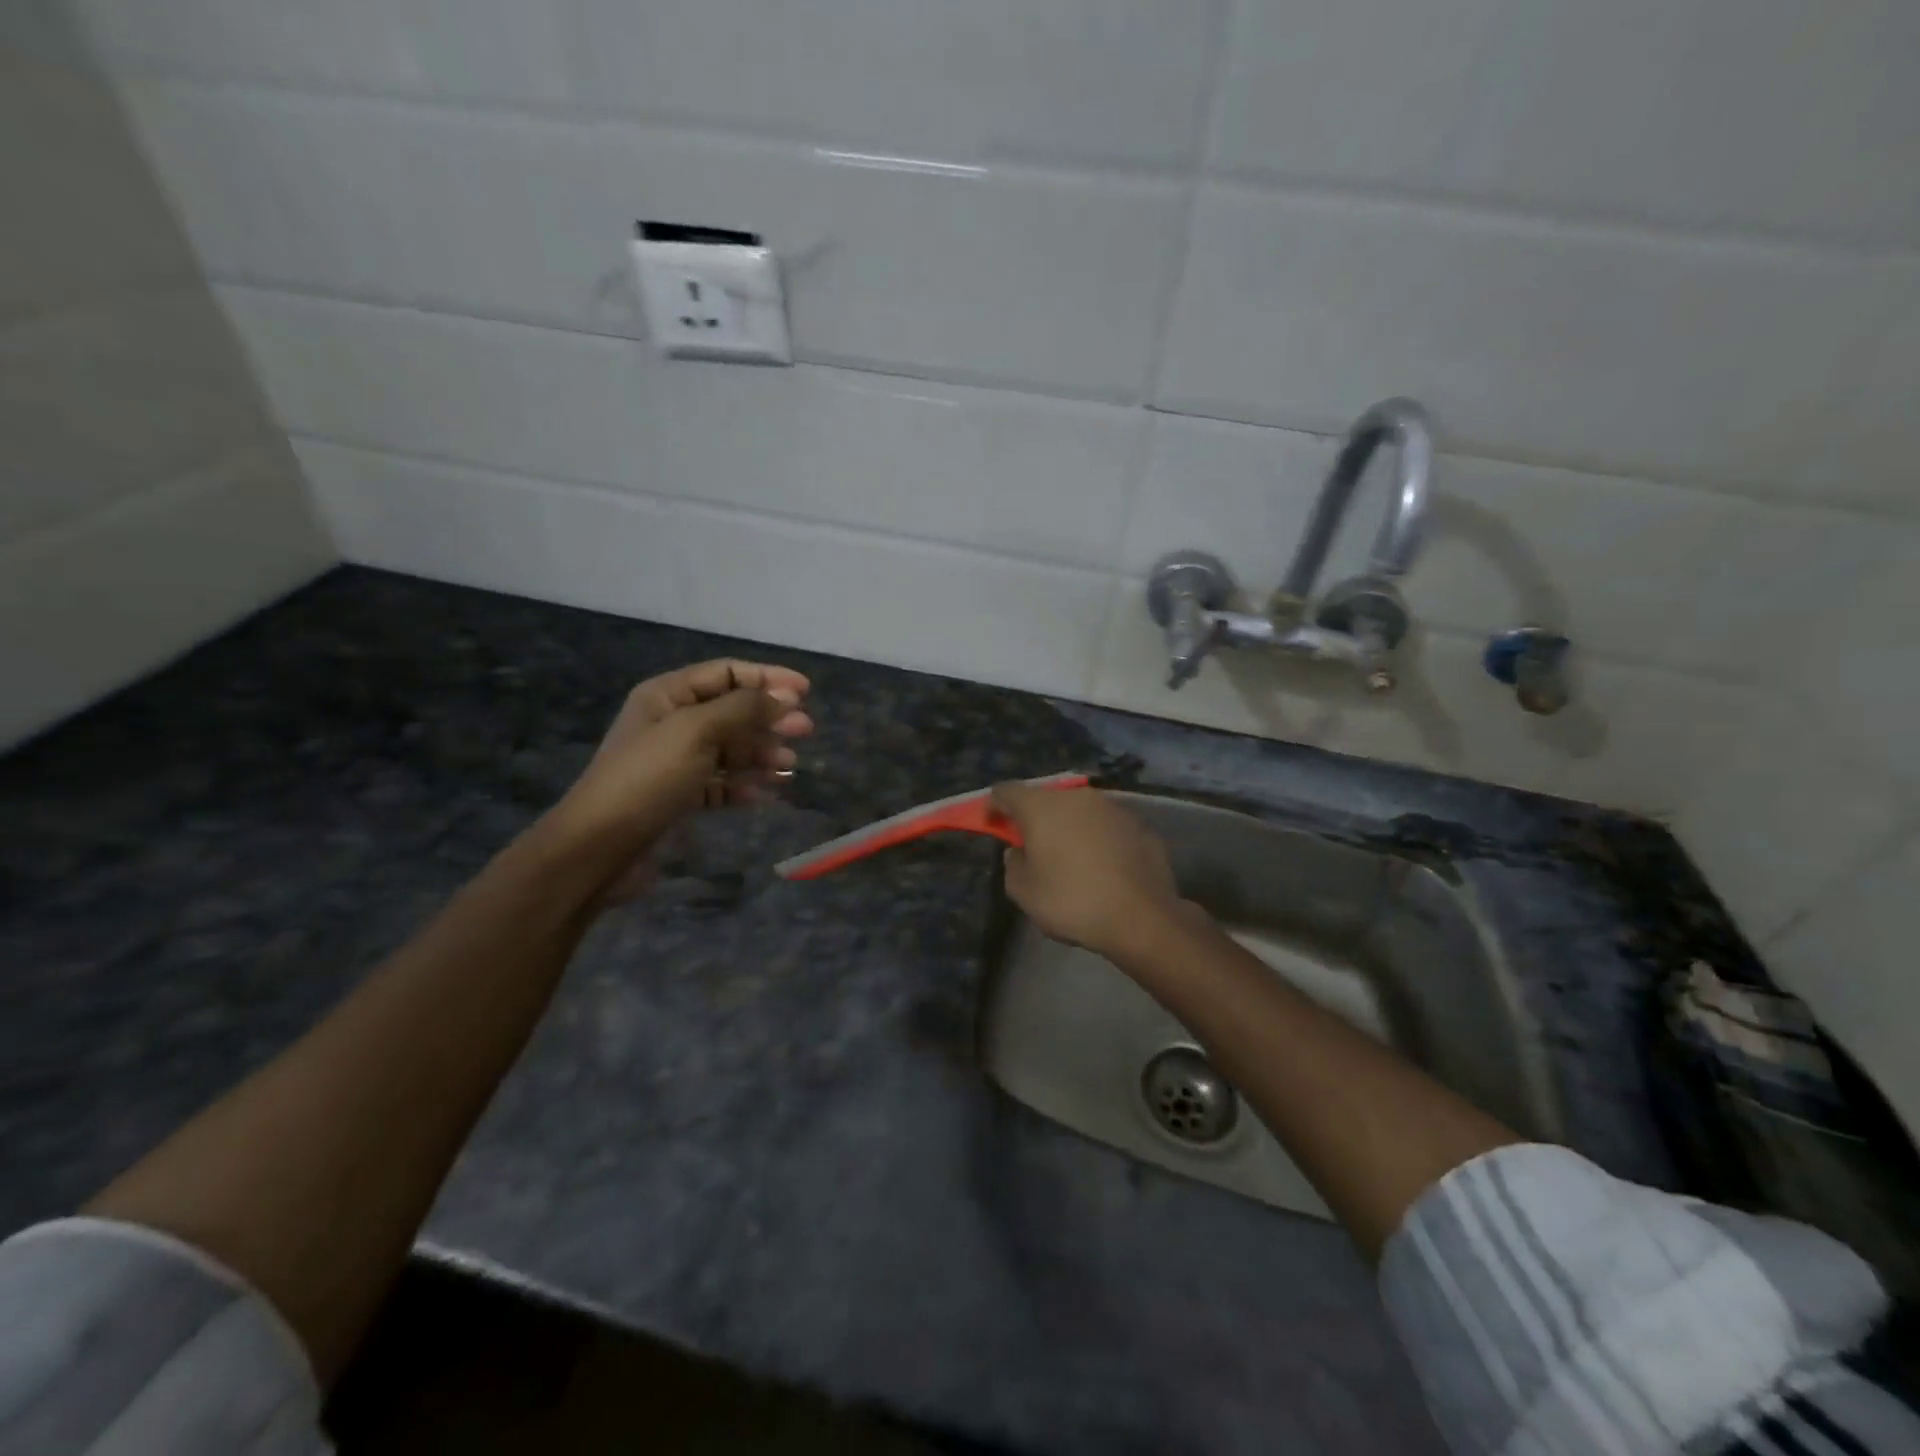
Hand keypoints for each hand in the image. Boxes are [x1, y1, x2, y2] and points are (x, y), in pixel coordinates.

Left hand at [547, 659, 812, 892]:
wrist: (599, 847)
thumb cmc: (648, 778)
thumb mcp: (697, 731)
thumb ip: (744, 708)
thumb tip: (784, 697)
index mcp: (668, 695)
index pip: (727, 673)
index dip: (768, 678)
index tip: (806, 692)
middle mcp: (672, 723)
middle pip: (733, 711)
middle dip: (770, 719)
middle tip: (806, 731)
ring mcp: (675, 761)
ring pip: (731, 749)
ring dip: (762, 753)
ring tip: (790, 767)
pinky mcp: (680, 797)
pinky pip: (721, 783)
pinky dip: (745, 784)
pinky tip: (766, 793)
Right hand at [991, 783, 1187, 957]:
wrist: (1142, 916)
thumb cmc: (1073, 901)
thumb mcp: (1024, 892)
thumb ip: (1013, 865)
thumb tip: (1020, 852)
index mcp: (1041, 806)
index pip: (1006, 791)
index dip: (994, 806)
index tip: (993, 825)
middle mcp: (1076, 796)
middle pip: (1045, 798)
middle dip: (1034, 817)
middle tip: (1032, 845)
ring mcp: (1111, 807)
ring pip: (1079, 810)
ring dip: (1069, 826)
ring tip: (1070, 858)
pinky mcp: (1138, 824)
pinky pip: (1107, 826)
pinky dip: (1098, 838)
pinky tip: (1103, 866)